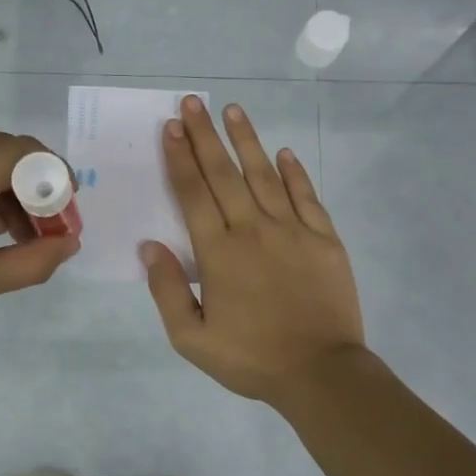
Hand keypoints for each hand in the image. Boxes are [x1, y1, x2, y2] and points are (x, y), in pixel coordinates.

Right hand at [142, 96, 365, 408]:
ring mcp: (293, 231)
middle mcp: (254, 230)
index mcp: (219, 253)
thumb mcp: (191, 338)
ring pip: (265, 176)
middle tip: (192, 102)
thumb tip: (150, 246)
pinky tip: (283, 152)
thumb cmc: (251, 358)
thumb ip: (168, 290)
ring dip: (247, 141)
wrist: (321, 372)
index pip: (193, 194)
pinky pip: (307, 197)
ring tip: (233, 110)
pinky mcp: (324, 240)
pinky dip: (294, 173)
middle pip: (224, 174)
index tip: (170, 127)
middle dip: (205, 136)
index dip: (180, 159)